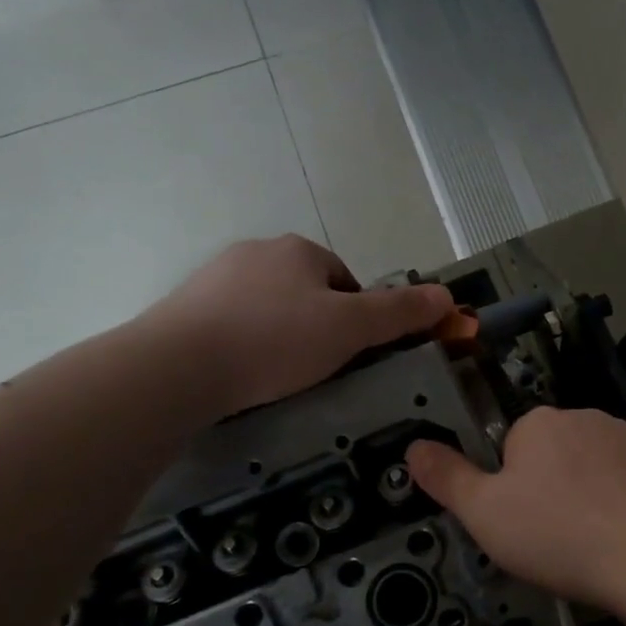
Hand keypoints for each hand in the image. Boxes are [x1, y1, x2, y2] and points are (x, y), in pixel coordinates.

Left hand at [138, 236, 454, 416]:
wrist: (177, 366)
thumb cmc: (275, 341)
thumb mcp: (351, 329)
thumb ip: (400, 312)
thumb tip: (447, 296)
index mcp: (300, 250)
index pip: (346, 279)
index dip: (358, 317)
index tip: (351, 354)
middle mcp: (257, 251)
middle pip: (307, 291)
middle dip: (318, 325)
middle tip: (317, 368)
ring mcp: (216, 277)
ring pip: (268, 306)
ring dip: (280, 334)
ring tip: (277, 376)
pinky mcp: (184, 306)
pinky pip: (232, 323)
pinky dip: (244, 343)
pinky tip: (241, 372)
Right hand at [406, 407, 625, 609]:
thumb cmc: (561, 535)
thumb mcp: (486, 515)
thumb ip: (447, 478)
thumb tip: (413, 448)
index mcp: (539, 424)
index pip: (513, 447)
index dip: (513, 487)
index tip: (524, 524)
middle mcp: (587, 418)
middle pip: (558, 453)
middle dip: (555, 487)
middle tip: (558, 538)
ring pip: (601, 466)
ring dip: (595, 493)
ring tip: (599, 543)